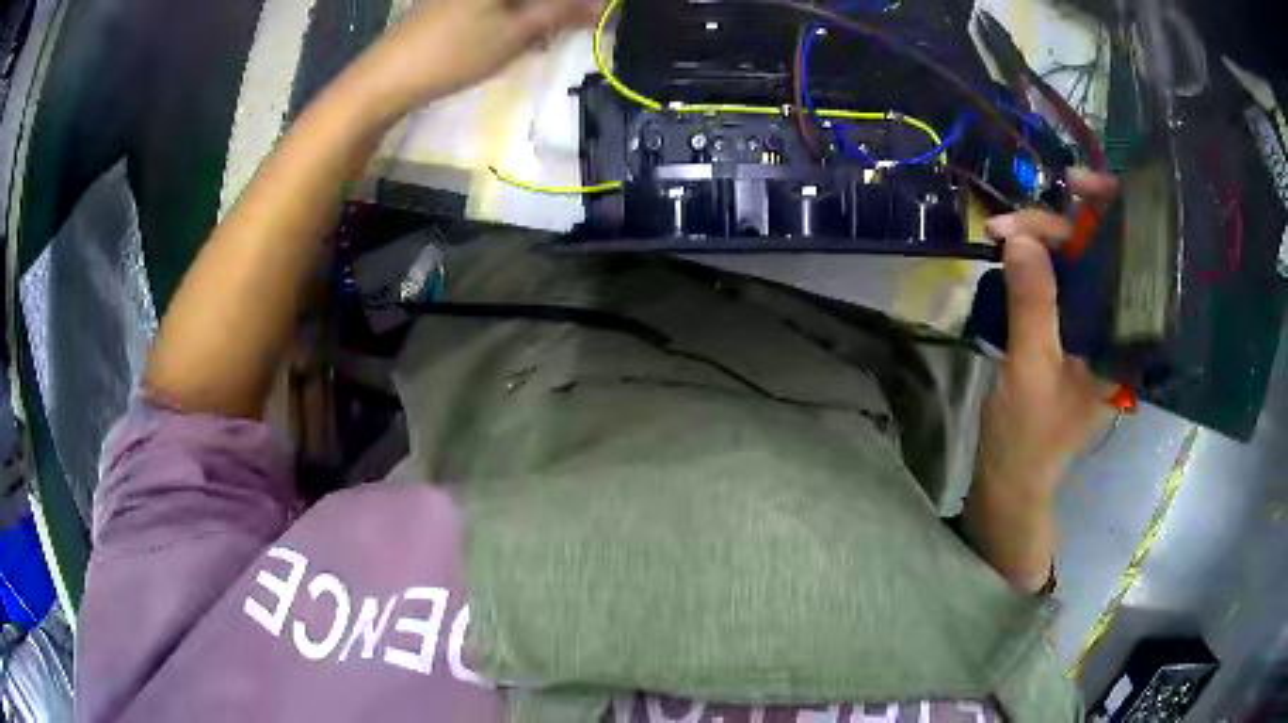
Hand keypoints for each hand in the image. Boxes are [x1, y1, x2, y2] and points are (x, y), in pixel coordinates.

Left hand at [348, 0, 603, 120]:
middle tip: (575, 25)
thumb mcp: (516, 33)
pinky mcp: (451, 4)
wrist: (383, 79)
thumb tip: (605, 4)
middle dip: (556, 7)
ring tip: (545, 35)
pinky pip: (497, 5)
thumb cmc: (452, 53)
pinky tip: (517, 34)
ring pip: (516, 2)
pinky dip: (515, 15)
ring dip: (538, 11)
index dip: (576, 3)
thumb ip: (563, 12)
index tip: (595, 14)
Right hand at [964, 169, 1119, 591]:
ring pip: (1077, 264)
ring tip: (1001, 234)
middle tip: (1008, 224)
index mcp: (1127, 341)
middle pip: (1100, 253)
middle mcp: (1118, 328)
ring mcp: (1094, 329)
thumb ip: (1034, 305)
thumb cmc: (1029, 439)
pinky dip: (1036, 262)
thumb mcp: (1031, 372)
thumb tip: (1022, 237)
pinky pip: (1060, 282)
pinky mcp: (1071, 332)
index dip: (1111, 213)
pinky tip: (1013, 253)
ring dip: (1040, 242)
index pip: (1132, 259)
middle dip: (1057, 227)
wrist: (1011, 481)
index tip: (1073, 186)